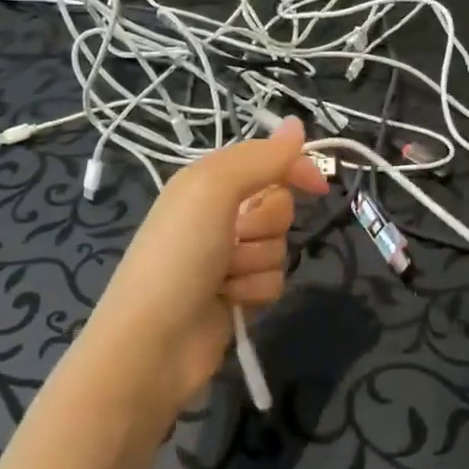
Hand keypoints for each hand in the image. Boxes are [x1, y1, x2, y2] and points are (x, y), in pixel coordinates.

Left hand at [82, 118, 328, 414]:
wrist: (151, 344)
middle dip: (264, 224)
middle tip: (234, 237)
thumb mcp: (213, 190)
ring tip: (223, 278)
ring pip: (280, 246)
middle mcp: (219, 215)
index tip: (318, 186)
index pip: (267, 160)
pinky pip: (275, 281)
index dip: (294, 168)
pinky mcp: (239, 295)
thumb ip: (260, 158)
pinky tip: (229, 301)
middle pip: (279, 205)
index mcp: (208, 182)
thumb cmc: (178, 255)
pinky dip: (255, 291)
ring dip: (256, 262)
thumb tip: (297, 124)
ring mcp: (229, 258)